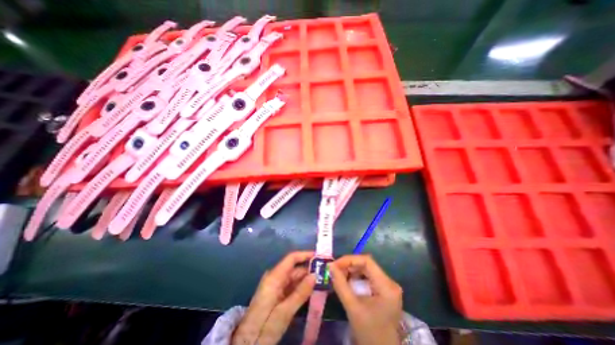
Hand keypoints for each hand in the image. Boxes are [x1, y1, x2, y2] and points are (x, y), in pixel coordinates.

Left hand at [231, 251, 314, 344]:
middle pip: (294, 269)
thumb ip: (300, 292)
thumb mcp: (284, 312)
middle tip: (325, 274)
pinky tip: (311, 291)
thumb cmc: (264, 327)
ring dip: (306, 280)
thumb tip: (315, 275)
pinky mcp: (275, 294)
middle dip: (309, 270)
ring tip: (322, 282)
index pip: (291, 258)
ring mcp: (275, 286)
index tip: (319, 257)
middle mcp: (275, 277)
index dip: (305, 255)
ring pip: (294, 278)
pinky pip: (291, 287)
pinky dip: (301, 288)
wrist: (246, 344)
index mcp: (274, 277)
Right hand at [331, 254, 404, 344]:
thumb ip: (340, 284)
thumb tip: (330, 265)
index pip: (367, 261)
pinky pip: (368, 277)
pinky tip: (348, 283)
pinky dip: (356, 278)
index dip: (349, 260)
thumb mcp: (352, 307)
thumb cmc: (369, 333)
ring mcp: (388, 287)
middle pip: (367, 265)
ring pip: (367, 270)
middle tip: (335, 271)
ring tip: (340, 276)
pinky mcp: (384, 291)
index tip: (335, 265)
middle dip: (349, 266)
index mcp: (386, 286)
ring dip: (352, 271)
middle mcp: (390, 283)